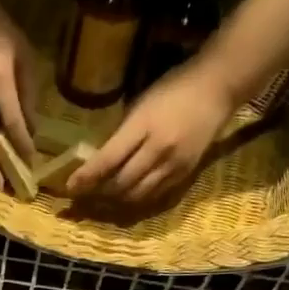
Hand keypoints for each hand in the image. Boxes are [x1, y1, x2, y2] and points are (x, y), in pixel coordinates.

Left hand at [68, 58, 237, 205]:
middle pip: (121, 184)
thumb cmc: (174, 88)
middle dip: (98, 193)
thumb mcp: (141, 104)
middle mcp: (159, 150)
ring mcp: (174, 165)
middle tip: (82, 196)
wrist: (219, 88)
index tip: (69, 187)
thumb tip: (98, 160)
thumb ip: (121, 134)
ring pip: (137, 195)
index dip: (87, 177)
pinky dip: (135, 200)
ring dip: (115, 201)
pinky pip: (154, 196)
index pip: (109, 159)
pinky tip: (123, 199)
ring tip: (99, 200)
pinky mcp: (184, 174)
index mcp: (144, 126)